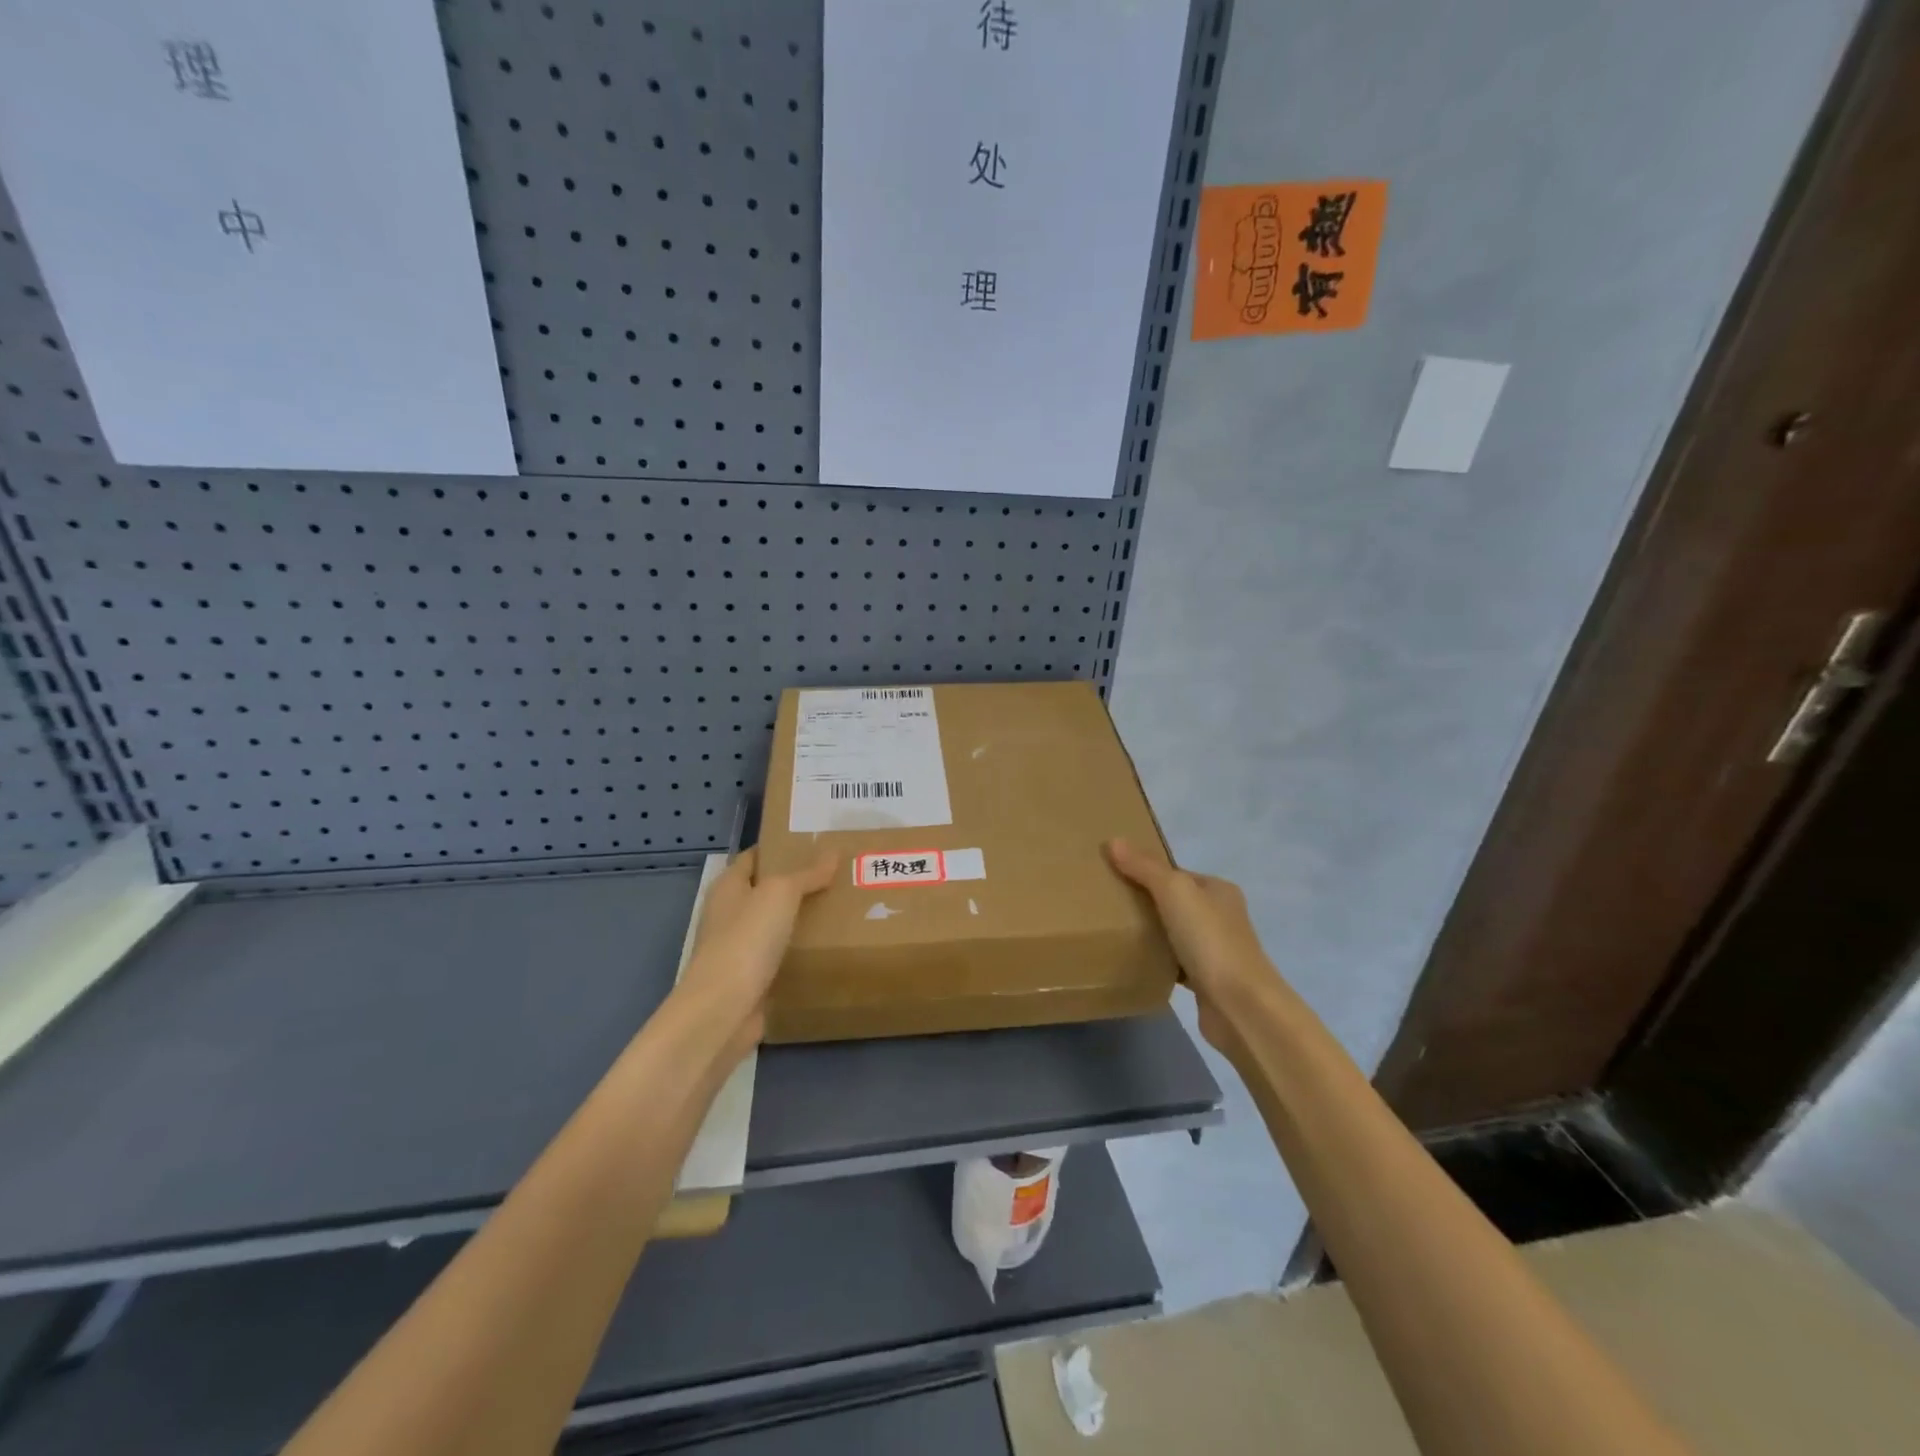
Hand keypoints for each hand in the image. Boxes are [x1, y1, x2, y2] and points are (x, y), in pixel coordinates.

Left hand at [679, 847, 835, 1040]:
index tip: (817, 843)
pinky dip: (801, 952)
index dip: (782, 847)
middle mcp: (730, 914)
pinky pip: (782, 957)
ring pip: (777, 925)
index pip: (755, 857)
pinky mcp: (752, 979)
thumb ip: (806, 874)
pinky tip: (829, 948)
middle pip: (768, 891)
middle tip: (840, 874)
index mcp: (729, 887)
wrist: (724, 1010)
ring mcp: (740, 949)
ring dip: (803, 918)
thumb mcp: (780, 894)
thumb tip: (832, 852)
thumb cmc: (746, 940)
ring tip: (843, 907)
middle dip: (800, 883)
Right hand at [1105, 839, 1283, 1054]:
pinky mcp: (1208, 981)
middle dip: (1146, 902)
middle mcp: (1222, 916)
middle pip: (1176, 902)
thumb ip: (1144, 867)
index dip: (1146, 872)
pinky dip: (1159, 961)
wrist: (1240, 1007)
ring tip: (1116, 932)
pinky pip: (1176, 963)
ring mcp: (1217, 951)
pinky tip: (1137, 963)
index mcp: (1218, 890)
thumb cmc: (1210, 940)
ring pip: (1176, 933)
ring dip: (1153, 933)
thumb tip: (1113, 841)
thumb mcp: (1174, 892)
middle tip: (1109, 905)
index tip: (1114, 877)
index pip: (1177, 873)